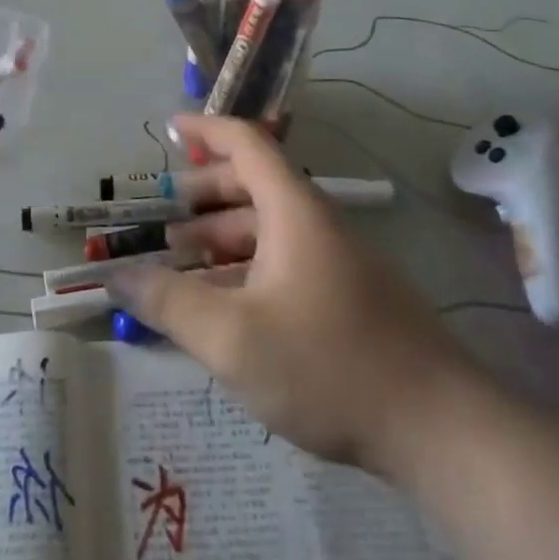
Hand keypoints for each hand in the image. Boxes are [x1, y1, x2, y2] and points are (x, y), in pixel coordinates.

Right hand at [107, 114, 482, 479]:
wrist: (442, 430)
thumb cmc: (328, 366)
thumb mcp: (231, 337)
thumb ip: (168, 303)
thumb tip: (116, 276)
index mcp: (293, 211)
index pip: (246, 144)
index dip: (206, 130)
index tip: (169, 129)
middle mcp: (317, 224)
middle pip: (254, 186)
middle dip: (204, 195)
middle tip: (162, 219)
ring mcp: (338, 262)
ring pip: (269, 229)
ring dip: (222, 237)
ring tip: (181, 264)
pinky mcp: (349, 298)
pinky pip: (285, 262)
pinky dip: (247, 268)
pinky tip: (226, 307)